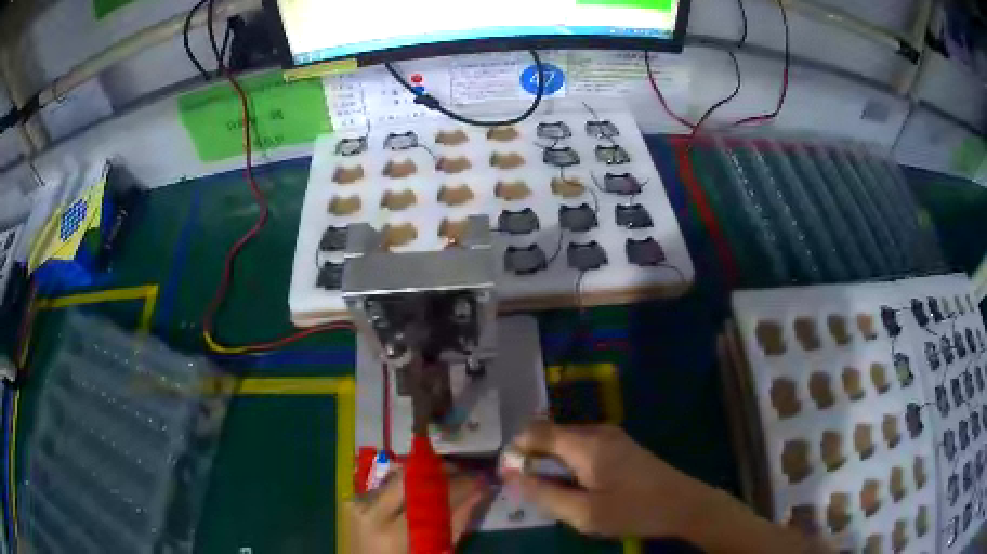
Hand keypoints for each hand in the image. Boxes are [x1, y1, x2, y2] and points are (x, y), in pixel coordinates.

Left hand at [346, 467, 490, 553]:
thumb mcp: (434, 551)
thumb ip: (455, 524)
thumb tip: (479, 493)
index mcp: (391, 531)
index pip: (428, 495)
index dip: (456, 484)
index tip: (479, 478)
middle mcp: (369, 509)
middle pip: (408, 475)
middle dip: (438, 470)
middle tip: (463, 471)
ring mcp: (357, 502)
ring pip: (396, 477)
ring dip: (423, 476)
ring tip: (447, 479)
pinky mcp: (352, 499)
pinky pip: (386, 486)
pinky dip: (407, 486)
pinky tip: (423, 490)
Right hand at [500, 422, 724, 538]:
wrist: (685, 504)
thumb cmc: (634, 510)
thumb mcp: (585, 513)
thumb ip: (545, 494)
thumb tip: (511, 477)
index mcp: (586, 444)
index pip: (536, 432)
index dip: (516, 451)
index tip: (508, 477)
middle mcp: (596, 432)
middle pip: (550, 436)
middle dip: (533, 460)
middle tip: (531, 492)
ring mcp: (611, 437)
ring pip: (566, 443)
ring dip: (551, 464)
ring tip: (553, 494)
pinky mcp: (620, 447)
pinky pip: (582, 449)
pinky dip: (569, 465)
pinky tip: (577, 489)